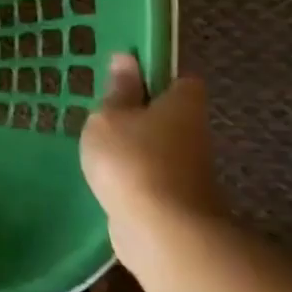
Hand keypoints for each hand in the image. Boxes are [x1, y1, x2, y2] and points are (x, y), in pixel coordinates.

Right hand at [79, 54, 223, 259]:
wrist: (162, 232)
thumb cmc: (132, 160)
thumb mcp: (110, 116)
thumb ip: (118, 91)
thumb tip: (127, 59)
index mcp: (183, 104)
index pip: (180, 80)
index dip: (155, 77)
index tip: (124, 81)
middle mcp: (195, 133)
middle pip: (170, 115)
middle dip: (140, 114)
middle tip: (102, 114)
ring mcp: (190, 171)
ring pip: (160, 148)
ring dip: (134, 148)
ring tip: (96, 147)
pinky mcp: (178, 201)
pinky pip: (152, 176)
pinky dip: (133, 176)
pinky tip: (106, 178)